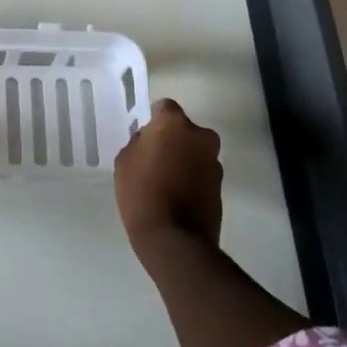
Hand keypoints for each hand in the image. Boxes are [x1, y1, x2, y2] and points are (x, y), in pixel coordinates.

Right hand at [114, 98, 223, 251]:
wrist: (174, 239)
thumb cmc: (141, 193)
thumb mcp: (125, 161)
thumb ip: (139, 143)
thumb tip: (150, 141)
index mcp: (174, 124)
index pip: (164, 107)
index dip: (154, 120)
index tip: (146, 136)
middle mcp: (200, 136)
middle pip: (185, 129)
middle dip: (174, 139)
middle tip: (156, 158)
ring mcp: (214, 162)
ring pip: (196, 151)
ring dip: (185, 159)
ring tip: (166, 180)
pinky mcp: (221, 186)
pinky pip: (202, 173)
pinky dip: (193, 178)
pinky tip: (177, 195)